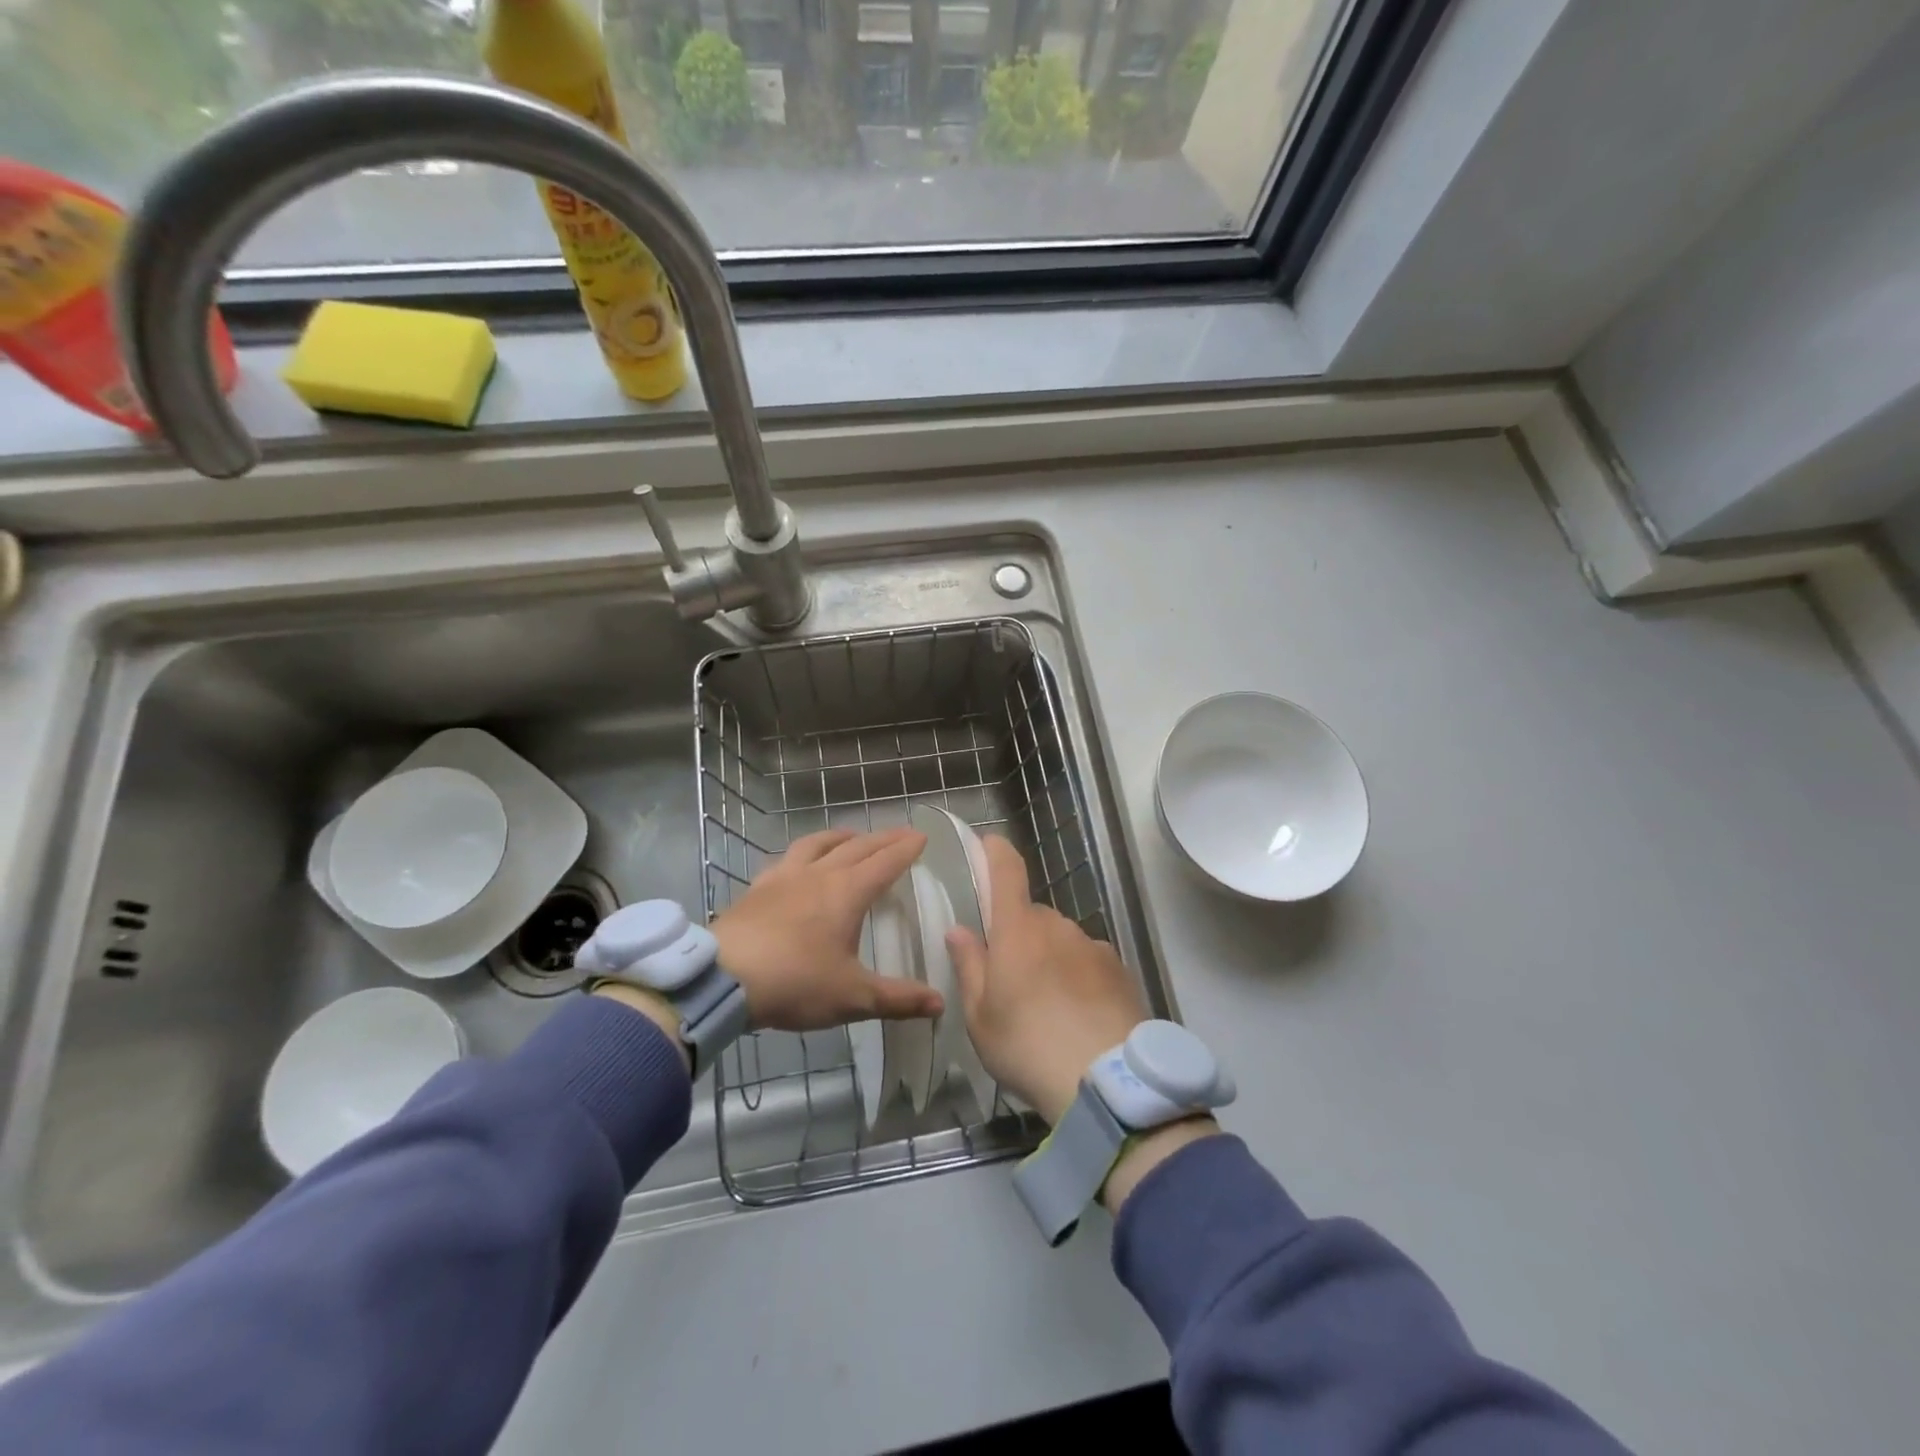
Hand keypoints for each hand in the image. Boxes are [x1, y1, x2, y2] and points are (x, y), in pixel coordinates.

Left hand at [712, 827, 943, 1031]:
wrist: (722, 978)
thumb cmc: (795, 983)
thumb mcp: (852, 998)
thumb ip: (898, 1000)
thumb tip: (941, 1004)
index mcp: (848, 892)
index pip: (885, 862)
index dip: (906, 849)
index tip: (922, 837)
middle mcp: (819, 874)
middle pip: (857, 846)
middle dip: (883, 838)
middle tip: (900, 833)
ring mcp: (785, 877)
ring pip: (819, 843)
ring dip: (842, 836)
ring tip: (852, 836)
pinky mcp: (758, 887)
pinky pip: (788, 858)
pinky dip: (805, 853)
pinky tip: (799, 863)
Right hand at [945, 835, 1147, 1125]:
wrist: (1106, 1082)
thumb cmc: (1027, 1046)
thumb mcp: (980, 1017)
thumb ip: (969, 966)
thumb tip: (959, 930)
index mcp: (1018, 929)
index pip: (1007, 870)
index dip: (996, 851)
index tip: (987, 844)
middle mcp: (1057, 925)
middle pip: (1032, 915)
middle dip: (1018, 934)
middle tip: (1010, 978)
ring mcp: (1092, 945)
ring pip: (1061, 939)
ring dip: (1050, 957)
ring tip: (1047, 1005)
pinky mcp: (1119, 969)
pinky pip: (1088, 960)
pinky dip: (1078, 975)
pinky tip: (1078, 1014)